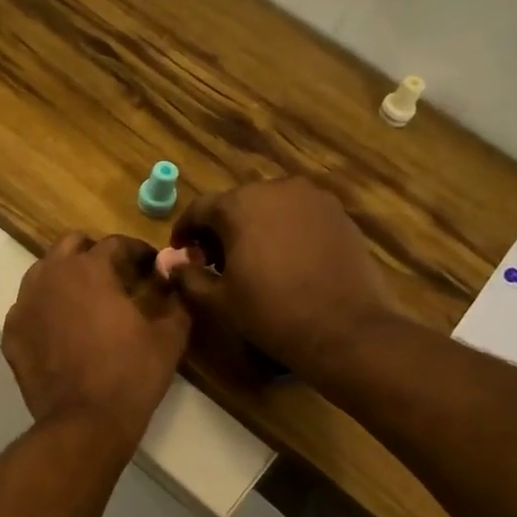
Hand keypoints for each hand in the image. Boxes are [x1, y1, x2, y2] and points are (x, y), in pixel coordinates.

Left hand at [4, 233, 191, 450]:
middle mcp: (51, 276)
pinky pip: (30, 307)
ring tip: (87, 300)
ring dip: (66, 277)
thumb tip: (175, 281)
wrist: (84, 422)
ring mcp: (25, 304)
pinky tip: (63, 329)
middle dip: (95, 254)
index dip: (138, 252)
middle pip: (71, 246)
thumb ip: (175, 300)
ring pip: (44, 273)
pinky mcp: (12, 333)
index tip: (151, 266)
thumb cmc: (131, 375)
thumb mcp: (169, 337)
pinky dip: (47, 309)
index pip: (115, 243)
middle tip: (116, 276)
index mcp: (89, 269)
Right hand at [168, 178, 394, 376]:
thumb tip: (172, 263)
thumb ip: (189, 276)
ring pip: (270, 206)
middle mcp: (276, 188)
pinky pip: (299, 215)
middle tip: (215, 261)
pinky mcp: (338, 213)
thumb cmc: (271, 313)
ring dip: (254, 227)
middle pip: (236, 204)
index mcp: (239, 205)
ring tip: (252, 260)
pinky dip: (285, 230)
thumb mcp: (219, 300)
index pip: (199, 209)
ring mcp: (312, 198)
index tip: (181, 252)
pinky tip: (286, 260)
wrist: (344, 328)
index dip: (184, 231)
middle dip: (220, 229)